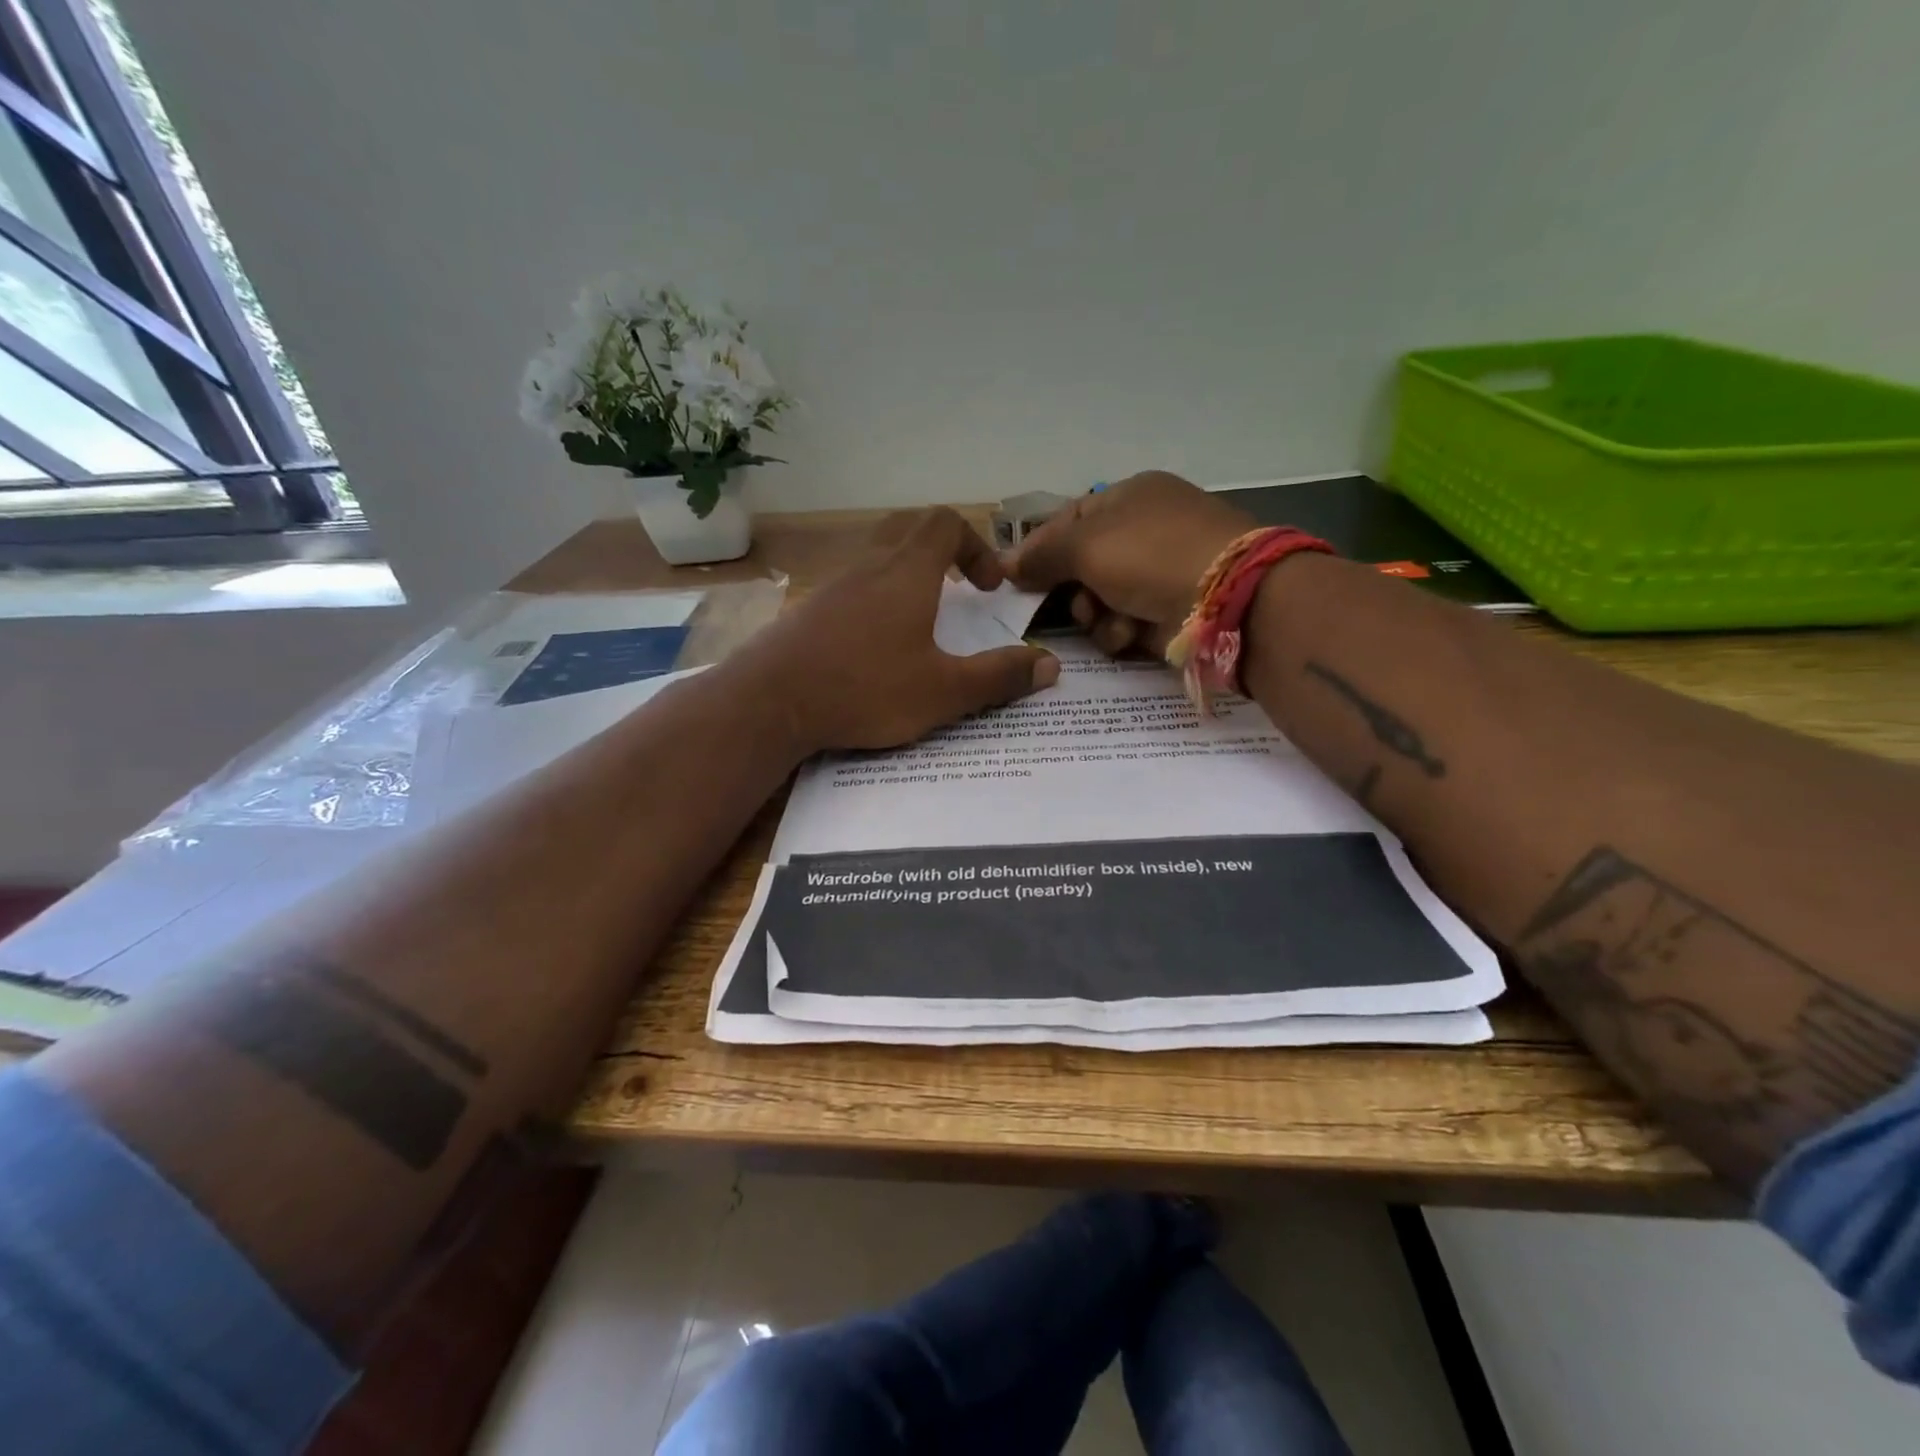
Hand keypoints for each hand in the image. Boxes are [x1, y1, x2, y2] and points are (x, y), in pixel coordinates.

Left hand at [741, 507, 1059, 753]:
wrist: (770, 702)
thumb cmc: (864, 689)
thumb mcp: (943, 692)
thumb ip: (998, 677)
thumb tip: (1049, 665)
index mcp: (907, 572)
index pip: (945, 523)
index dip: (976, 546)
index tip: (988, 588)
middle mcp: (869, 566)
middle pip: (909, 529)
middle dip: (943, 551)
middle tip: (958, 591)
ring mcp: (833, 586)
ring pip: (877, 558)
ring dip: (908, 577)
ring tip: (922, 623)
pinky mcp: (809, 611)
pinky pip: (853, 587)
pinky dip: (876, 600)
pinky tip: (876, 647)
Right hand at [1005, 471, 1255, 656]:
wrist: (1226, 598)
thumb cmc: (1150, 555)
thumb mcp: (1086, 544)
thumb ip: (1041, 554)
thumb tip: (1005, 563)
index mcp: (1130, 497)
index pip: (1069, 519)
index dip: (1040, 547)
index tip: (1014, 576)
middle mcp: (1145, 531)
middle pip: (1081, 565)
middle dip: (1071, 588)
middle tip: (1069, 600)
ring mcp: (1159, 573)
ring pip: (1098, 600)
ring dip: (1095, 614)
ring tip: (1109, 617)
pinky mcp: (1169, 611)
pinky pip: (1123, 623)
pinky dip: (1120, 631)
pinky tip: (1130, 633)